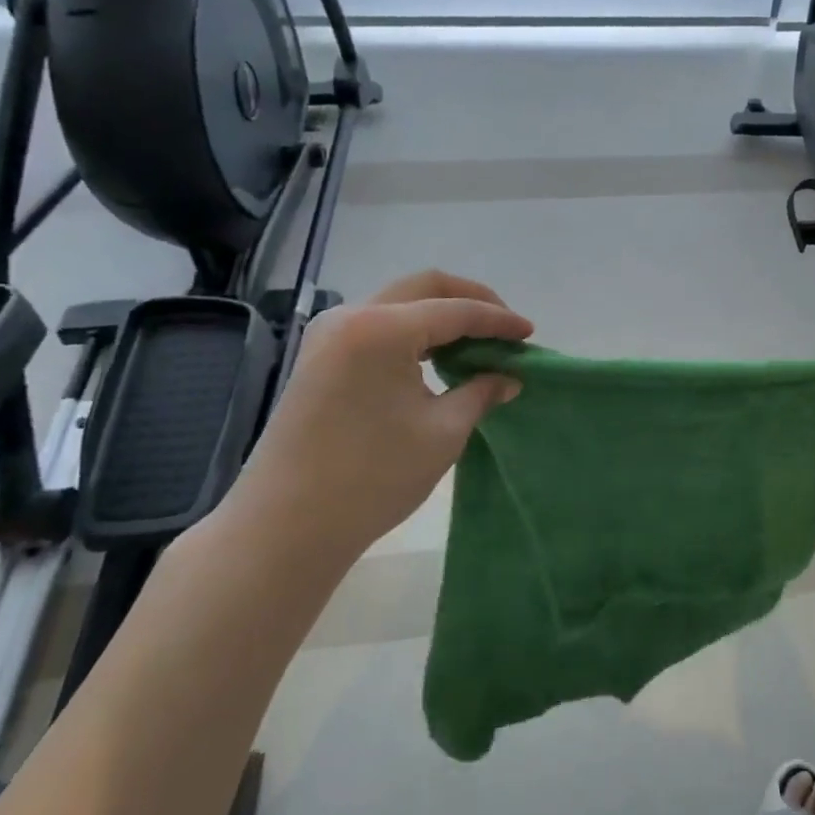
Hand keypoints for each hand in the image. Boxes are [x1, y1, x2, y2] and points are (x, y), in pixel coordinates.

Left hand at [226, 270, 532, 566]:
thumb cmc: (371, 478)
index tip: (530, 334)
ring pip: (400, 302)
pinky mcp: (319, 357)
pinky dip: (415, 331)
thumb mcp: (442, 433)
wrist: (283, 527)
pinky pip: (379, 324)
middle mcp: (352, 317)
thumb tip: (508, 377)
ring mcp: (329, 335)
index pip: (455, 310)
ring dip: (442, 314)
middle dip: (471, 301)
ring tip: (478, 343)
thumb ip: (481, 392)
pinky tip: (438, 357)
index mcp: (382, 329)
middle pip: (424, 286)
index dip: (499, 320)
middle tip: (505, 328)